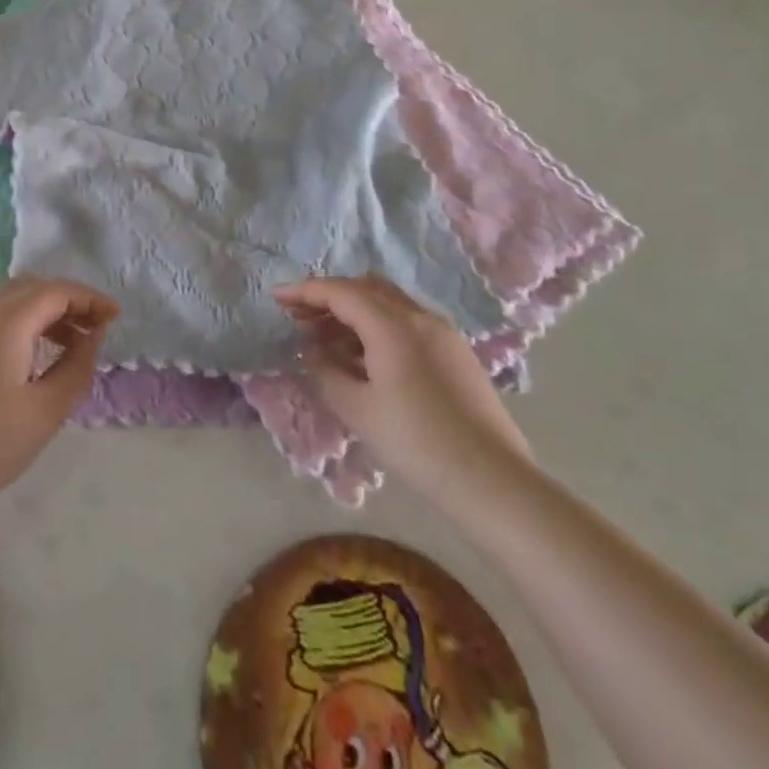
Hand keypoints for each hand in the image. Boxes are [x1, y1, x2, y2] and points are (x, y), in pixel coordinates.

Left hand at [0, 277, 115, 520]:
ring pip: (7, 300)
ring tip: (65, 346)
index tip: (115, 318)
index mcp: (4, 320)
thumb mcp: (45, 412)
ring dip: (41, 312)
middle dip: (67, 301)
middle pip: (31, 287)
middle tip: (92, 330)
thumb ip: (77, 366)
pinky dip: (16, 324)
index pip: (57, 290)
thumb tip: (92, 336)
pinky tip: (25, 360)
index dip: (91, 299)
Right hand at [275, 276, 531, 495]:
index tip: (276, 298)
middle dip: (329, 297)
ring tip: (327, 340)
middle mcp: (419, 317)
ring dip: (354, 312)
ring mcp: (443, 333)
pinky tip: (365, 357)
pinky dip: (378, 326)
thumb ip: (326, 371)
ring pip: (389, 304)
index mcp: (392, 325)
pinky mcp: (457, 353)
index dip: (304, 291)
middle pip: (366, 288)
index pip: (340, 291)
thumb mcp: (357, 409)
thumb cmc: (416, 443)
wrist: (492, 480)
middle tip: (300, 317)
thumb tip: (313, 350)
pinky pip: (408, 323)